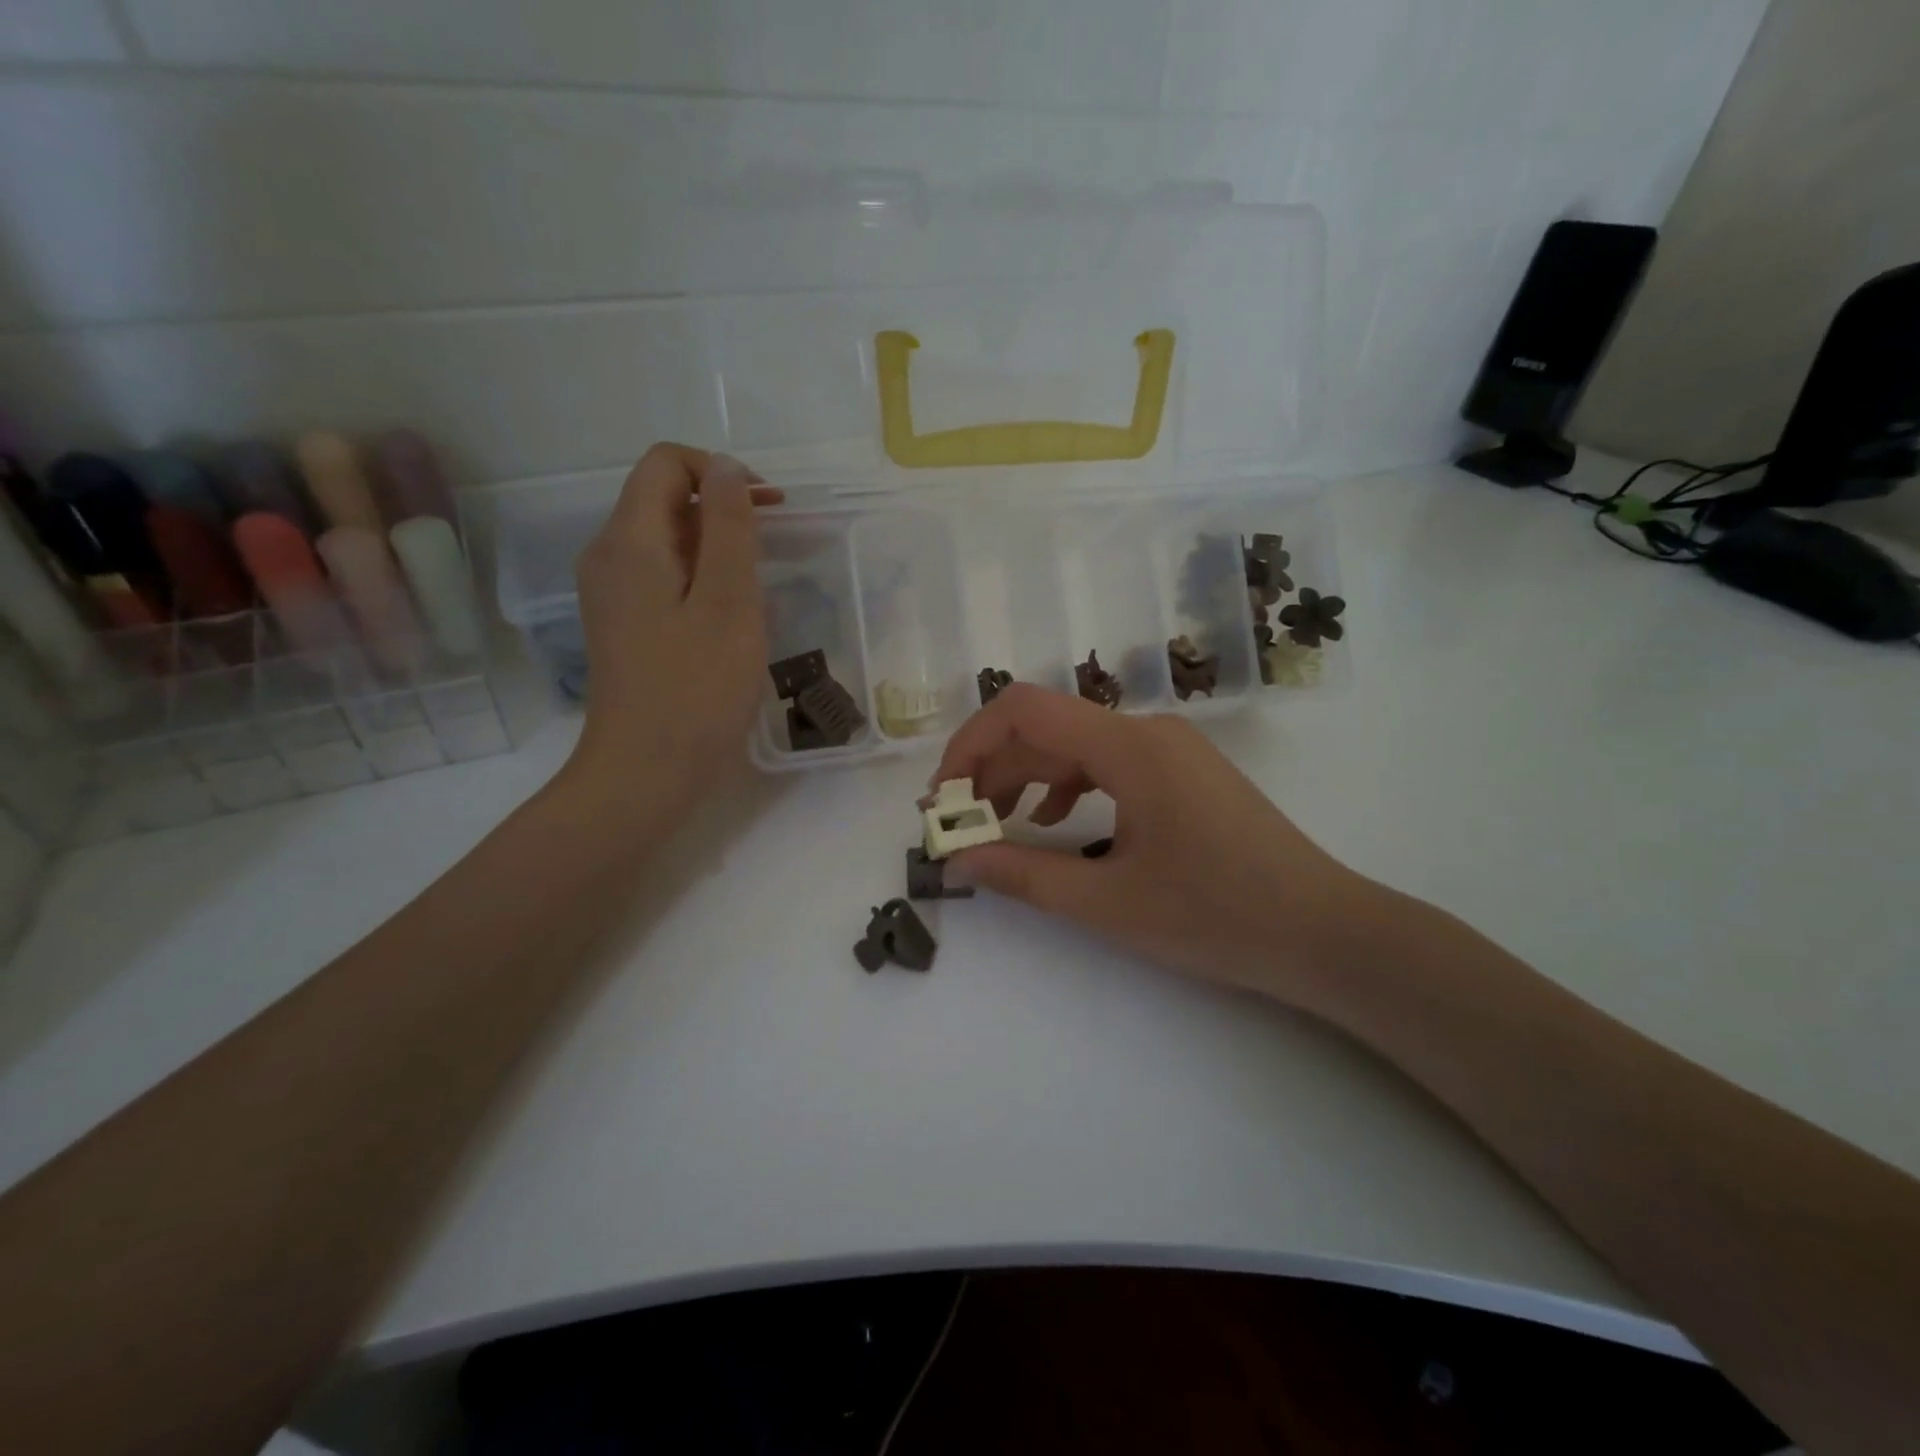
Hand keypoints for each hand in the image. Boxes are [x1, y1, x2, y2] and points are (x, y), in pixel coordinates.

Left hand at [564, 444, 781, 816]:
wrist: (646, 772)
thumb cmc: (696, 689)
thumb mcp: (728, 602)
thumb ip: (729, 528)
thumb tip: (727, 468)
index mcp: (629, 541)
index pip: (665, 463)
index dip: (719, 471)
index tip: (767, 509)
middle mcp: (609, 556)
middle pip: (663, 498)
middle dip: (722, 508)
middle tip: (774, 547)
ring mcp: (612, 594)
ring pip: (667, 541)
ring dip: (716, 547)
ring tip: (758, 588)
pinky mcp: (624, 625)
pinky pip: (664, 577)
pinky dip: (701, 578)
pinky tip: (730, 618)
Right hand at [931, 685, 1375, 1002]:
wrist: (1323, 933)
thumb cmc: (1216, 917)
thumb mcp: (1106, 902)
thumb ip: (1023, 873)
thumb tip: (958, 857)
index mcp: (1128, 747)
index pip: (1024, 711)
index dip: (969, 745)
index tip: (945, 799)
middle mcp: (1147, 731)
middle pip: (1046, 728)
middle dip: (992, 770)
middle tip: (960, 824)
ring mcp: (1169, 748)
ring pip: (1075, 745)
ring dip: (1027, 777)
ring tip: (998, 824)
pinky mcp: (1182, 771)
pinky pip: (1108, 762)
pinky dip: (1068, 784)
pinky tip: (1058, 822)